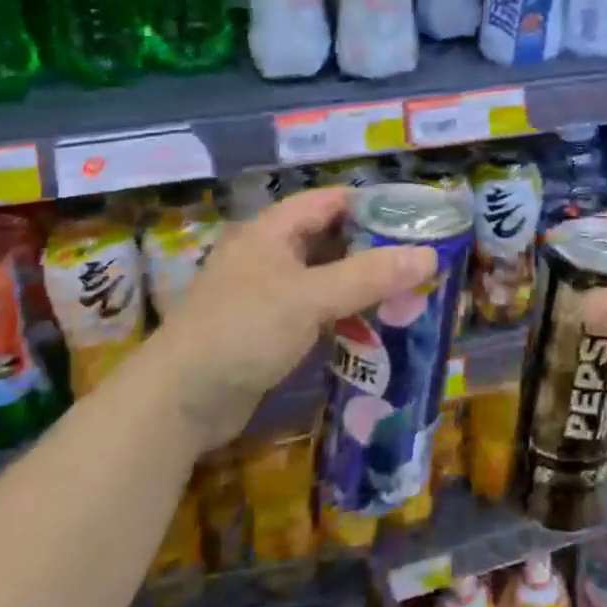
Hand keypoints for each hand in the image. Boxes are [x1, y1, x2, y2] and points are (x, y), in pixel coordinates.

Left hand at [156, 188, 437, 442]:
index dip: (373, 204)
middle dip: (375, 248)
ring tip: (410, 292)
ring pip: (327, 278)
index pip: (331, 201)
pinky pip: (318, 312)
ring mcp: (268, 295)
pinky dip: (346, 314)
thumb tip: (430, 256)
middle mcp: (270, 255)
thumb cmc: (242, 331)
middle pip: (332, 240)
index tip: (418, 218)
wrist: (176, 405)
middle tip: (422, 259)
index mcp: (272, 231)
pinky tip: (377, 327)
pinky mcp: (270, 331)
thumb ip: (370, 276)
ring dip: (363, 285)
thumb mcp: (310, 297)